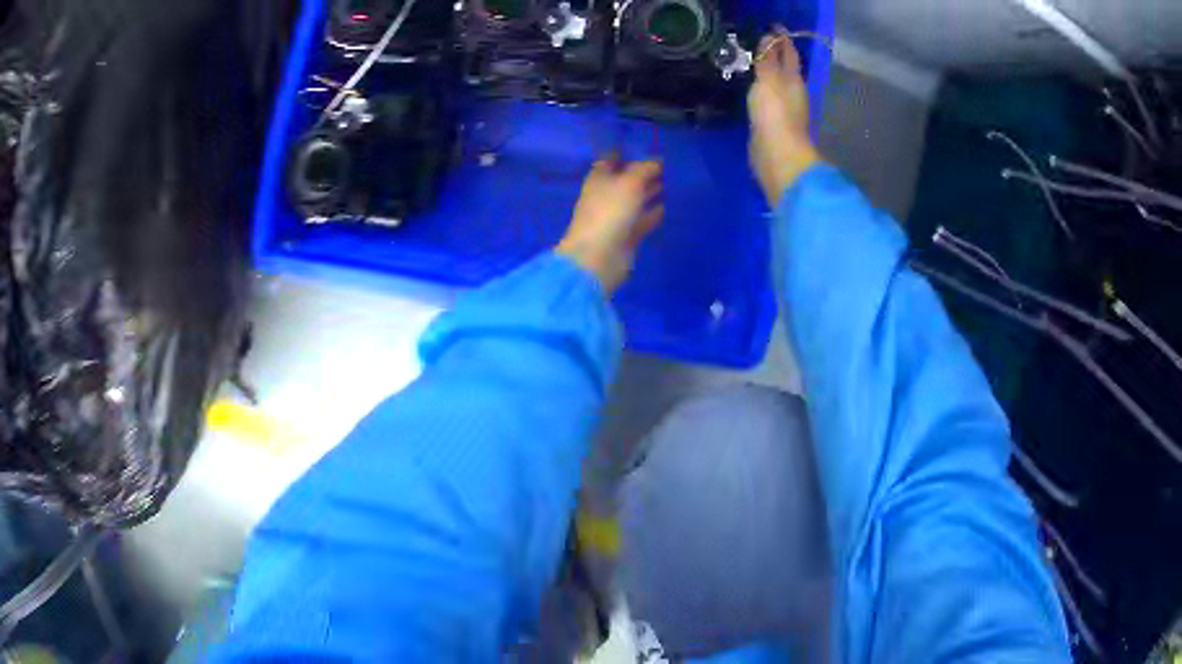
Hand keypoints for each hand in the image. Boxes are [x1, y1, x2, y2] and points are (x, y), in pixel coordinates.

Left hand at [557, 157, 663, 293]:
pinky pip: (642, 219)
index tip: (644, 148)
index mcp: (599, 179)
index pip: (610, 160)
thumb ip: (645, 169)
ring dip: (650, 191)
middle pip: (625, 180)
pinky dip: (653, 213)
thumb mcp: (630, 182)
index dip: (625, 153)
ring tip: (671, 182)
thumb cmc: (610, 212)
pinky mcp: (627, 235)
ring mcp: (616, 217)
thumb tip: (657, 161)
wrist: (598, 258)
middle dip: (643, 173)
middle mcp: (606, 195)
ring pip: (635, 199)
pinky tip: (667, 206)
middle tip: (666, 165)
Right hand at [748, 27, 821, 205]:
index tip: (774, 27)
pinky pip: (768, 99)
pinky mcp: (773, 125)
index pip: (790, 55)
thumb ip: (768, 61)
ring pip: (777, 84)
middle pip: (786, 69)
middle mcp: (793, 94)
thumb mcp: (769, 82)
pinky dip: (762, 90)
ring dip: (769, 73)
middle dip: (777, 55)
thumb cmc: (775, 115)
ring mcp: (784, 110)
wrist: (777, 157)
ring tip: (754, 62)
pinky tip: (753, 90)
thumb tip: (770, 39)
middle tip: (762, 42)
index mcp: (794, 81)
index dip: (783, 40)